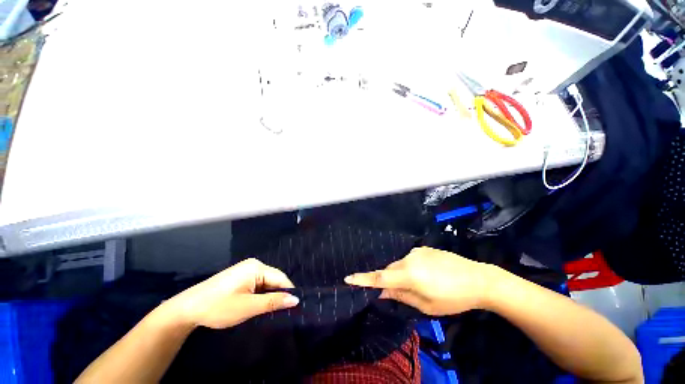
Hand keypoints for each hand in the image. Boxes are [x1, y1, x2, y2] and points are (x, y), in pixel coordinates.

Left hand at [168, 259, 299, 328]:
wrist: (187, 309)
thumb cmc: (219, 307)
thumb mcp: (248, 307)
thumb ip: (273, 302)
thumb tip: (296, 300)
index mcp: (257, 267)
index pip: (280, 278)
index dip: (288, 292)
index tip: (295, 307)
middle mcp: (254, 265)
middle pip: (274, 279)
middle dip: (277, 294)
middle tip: (281, 312)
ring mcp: (246, 269)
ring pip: (266, 282)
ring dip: (268, 296)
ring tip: (270, 310)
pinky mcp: (240, 276)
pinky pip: (257, 283)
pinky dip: (260, 294)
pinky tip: (257, 304)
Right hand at [344, 247, 495, 315]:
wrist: (478, 279)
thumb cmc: (453, 298)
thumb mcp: (427, 305)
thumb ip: (401, 296)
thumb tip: (381, 292)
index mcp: (409, 274)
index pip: (380, 277)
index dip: (363, 279)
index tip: (348, 278)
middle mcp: (409, 258)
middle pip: (390, 270)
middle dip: (388, 280)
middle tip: (396, 293)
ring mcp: (417, 252)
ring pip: (399, 264)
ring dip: (401, 274)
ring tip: (417, 285)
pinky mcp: (424, 249)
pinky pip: (409, 259)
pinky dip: (410, 268)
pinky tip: (426, 275)